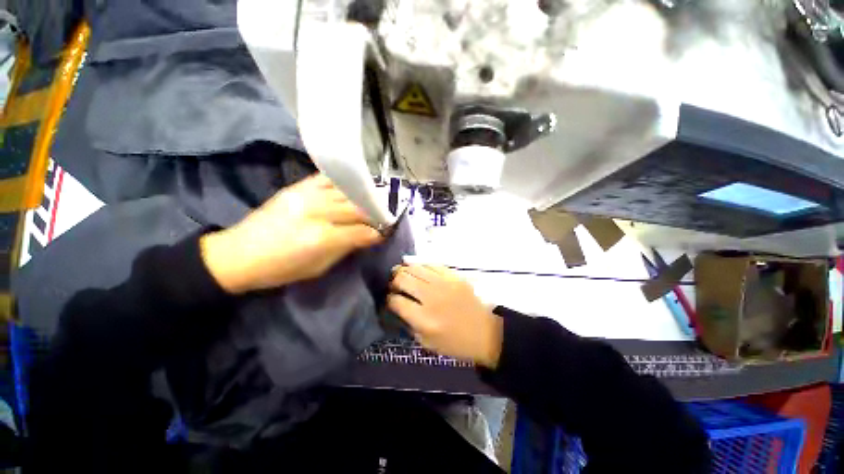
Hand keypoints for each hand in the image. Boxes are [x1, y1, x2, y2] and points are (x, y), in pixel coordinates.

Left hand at [201, 174, 382, 293]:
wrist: (239, 254)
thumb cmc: (281, 269)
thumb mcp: (320, 268)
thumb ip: (347, 248)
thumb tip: (367, 236)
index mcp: (323, 238)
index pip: (362, 231)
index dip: (378, 232)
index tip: (385, 232)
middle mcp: (318, 212)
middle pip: (358, 208)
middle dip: (375, 214)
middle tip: (384, 217)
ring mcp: (307, 196)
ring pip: (347, 192)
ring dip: (364, 198)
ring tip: (372, 202)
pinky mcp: (297, 187)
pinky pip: (328, 179)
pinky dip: (344, 182)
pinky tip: (353, 187)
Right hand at [388, 265, 502, 367]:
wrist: (485, 332)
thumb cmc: (455, 343)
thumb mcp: (427, 343)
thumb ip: (409, 324)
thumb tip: (397, 306)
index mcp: (424, 319)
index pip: (396, 301)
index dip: (389, 299)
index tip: (390, 300)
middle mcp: (432, 297)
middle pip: (403, 279)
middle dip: (394, 282)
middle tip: (394, 285)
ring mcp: (444, 283)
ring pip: (415, 268)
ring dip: (405, 270)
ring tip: (402, 274)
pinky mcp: (453, 276)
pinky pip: (431, 264)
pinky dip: (421, 266)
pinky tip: (418, 270)